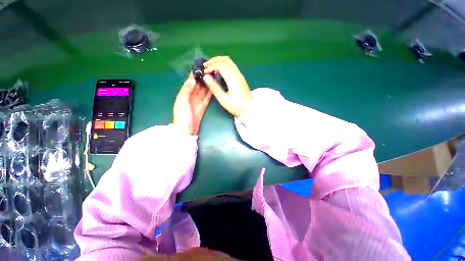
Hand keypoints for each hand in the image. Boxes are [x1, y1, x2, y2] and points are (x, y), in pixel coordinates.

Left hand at [173, 73, 212, 134]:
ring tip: (214, 78)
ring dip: (208, 85)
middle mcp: (191, 96)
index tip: (201, 67)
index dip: (195, 75)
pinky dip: (210, 93)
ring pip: (203, 91)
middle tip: (211, 71)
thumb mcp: (182, 101)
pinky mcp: (203, 107)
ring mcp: (198, 102)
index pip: (190, 82)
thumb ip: (186, 90)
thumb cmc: (182, 116)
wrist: (186, 130)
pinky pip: (207, 98)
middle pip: (198, 86)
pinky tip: (214, 88)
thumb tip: (193, 79)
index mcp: (185, 94)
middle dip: (203, 78)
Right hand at [203, 56, 251, 115]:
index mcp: (233, 79)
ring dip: (219, 61)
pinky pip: (232, 66)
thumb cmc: (236, 106)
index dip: (211, 66)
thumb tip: (206, 77)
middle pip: (226, 60)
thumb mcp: (223, 99)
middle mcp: (237, 74)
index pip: (221, 65)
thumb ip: (214, 87)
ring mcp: (240, 75)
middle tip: (205, 65)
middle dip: (214, 60)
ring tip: (211, 66)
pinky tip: (219, 71)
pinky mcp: (241, 78)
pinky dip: (224, 65)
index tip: (204, 71)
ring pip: (229, 61)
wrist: (249, 109)